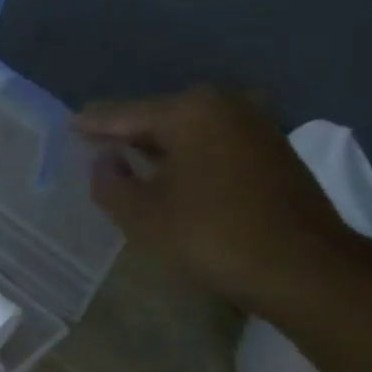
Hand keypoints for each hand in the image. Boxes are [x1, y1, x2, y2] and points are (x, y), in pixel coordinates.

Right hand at [75, 88, 353, 311]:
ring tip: (126, 161)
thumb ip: (110, 183)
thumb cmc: (211, 235)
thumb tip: (103, 161)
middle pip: (159, 117)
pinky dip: (186, 156)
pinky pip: (212, 145)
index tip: (69, 125)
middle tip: (94, 145)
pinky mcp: (271, 150)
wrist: (302, 267)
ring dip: (158, 147)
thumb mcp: (143, 215)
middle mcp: (224, 104)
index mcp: (189, 110)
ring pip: (189, 132)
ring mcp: (254, 125)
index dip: (93, 124)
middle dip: (127, 133)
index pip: (125, 114)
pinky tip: (170, 174)